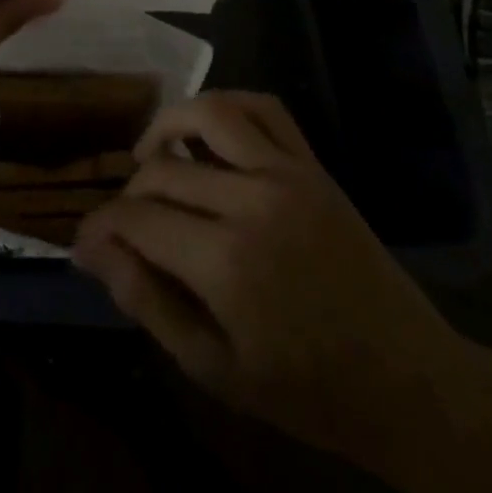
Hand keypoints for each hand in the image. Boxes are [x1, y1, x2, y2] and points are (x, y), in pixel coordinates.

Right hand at [72, 92, 466, 470]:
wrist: (405, 379)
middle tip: (123, 221)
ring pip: (211, 114)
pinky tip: (208, 128)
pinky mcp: (312, 163)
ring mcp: (287, 173)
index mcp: (226, 264)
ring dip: (169, 124)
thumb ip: (148, 303)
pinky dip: (228, 104)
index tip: (86, 240)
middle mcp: (252, 202)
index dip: (102, 226)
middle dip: (129, 192)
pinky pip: (265, 108)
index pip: (138, 219)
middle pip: (164, 169)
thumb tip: (92, 249)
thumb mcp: (215, 369)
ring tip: (150, 151)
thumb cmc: (305, 388)